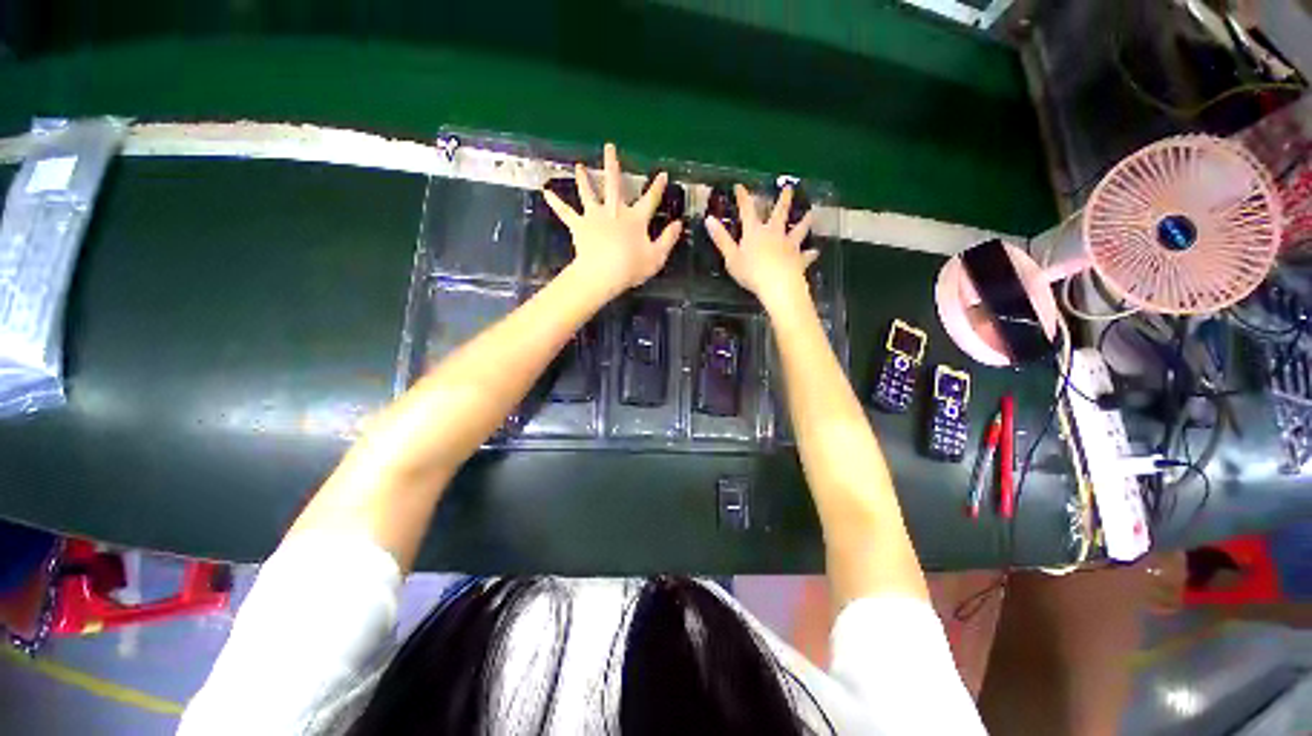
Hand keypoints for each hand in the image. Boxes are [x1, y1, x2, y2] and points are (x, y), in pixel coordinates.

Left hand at [542, 143, 681, 298]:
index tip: (663, 173)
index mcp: (635, 218)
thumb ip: (668, 239)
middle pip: (614, 184)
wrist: (602, 274)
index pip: (650, 199)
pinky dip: (556, 203)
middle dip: (613, 164)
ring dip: (584, 179)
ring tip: (579, 166)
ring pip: (589, 193)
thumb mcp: (656, 256)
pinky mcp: (579, 226)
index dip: (658, 186)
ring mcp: (595, 216)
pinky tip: (546, 192)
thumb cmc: (631, 267)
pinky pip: (566, 213)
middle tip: (609, 146)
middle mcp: (615, 211)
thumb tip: (678, 223)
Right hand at [705, 184, 816, 310]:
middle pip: (779, 213)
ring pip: (798, 230)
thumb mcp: (731, 257)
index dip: (743, 197)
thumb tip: (708, 219)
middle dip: (783, 200)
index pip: (747, 210)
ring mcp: (789, 245)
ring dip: (804, 222)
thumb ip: (721, 239)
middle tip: (789, 187)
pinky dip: (810, 254)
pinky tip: (815, 252)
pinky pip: (806, 255)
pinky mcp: (799, 259)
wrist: (777, 285)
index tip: (740, 186)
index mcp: (755, 232)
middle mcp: (774, 234)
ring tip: (810, 214)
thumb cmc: (751, 272)